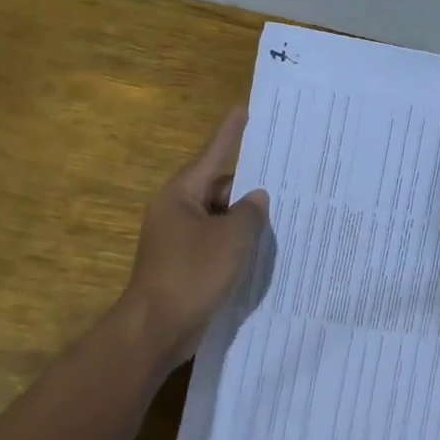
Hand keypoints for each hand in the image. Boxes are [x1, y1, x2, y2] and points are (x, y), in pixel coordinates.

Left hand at [123, 108, 268, 368]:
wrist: (156, 328)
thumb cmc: (193, 273)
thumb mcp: (232, 238)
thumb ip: (250, 213)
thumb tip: (257, 198)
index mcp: (181, 195)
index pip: (211, 154)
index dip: (230, 133)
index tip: (243, 110)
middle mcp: (176, 211)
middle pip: (217, 188)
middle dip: (248, 187)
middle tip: (283, 179)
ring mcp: (178, 239)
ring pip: (218, 218)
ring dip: (244, 219)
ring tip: (281, 215)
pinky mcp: (184, 264)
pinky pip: (215, 243)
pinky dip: (235, 243)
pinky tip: (260, 249)